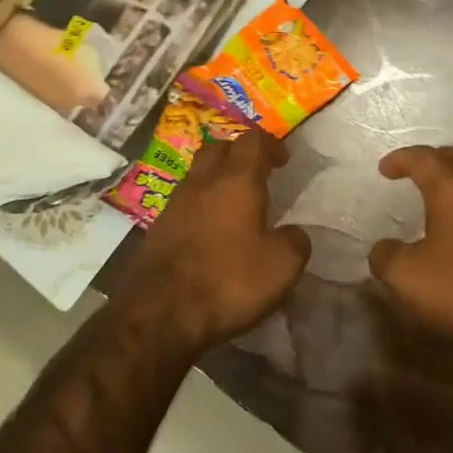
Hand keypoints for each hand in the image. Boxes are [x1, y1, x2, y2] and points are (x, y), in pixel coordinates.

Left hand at [129, 128, 309, 349]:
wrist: (160, 311)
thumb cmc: (228, 280)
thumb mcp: (282, 267)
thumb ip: (295, 242)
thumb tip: (293, 233)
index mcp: (236, 180)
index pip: (253, 141)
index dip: (271, 144)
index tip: (283, 159)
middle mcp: (202, 182)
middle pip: (219, 148)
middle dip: (239, 154)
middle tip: (257, 174)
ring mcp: (175, 202)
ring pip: (198, 174)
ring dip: (216, 179)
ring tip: (234, 203)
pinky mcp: (158, 227)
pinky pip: (185, 202)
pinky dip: (201, 205)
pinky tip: (210, 230)